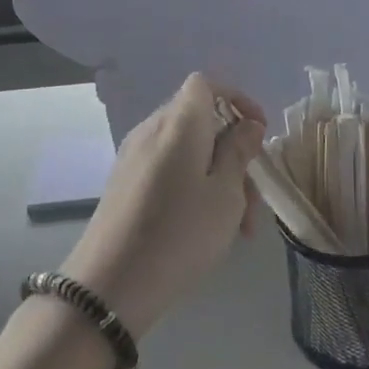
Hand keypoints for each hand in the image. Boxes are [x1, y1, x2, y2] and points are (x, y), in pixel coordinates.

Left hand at [58, 74, 266, 337]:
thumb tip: (247, 125)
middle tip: (254, 197)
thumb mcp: (225, 194)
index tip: (258, 133)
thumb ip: (239, 152)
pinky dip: (193, 185)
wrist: (110, 285)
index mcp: (179, 122)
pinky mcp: (125, 183)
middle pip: (200, 119)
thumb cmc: (180, 233)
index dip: (237, 99)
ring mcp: (133, 156)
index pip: (206, 84)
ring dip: (217, 175)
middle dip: (233, 149)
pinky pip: (168, 168)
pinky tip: (205, 226)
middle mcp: (152, 129)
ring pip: (187, 150)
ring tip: (238, 225)